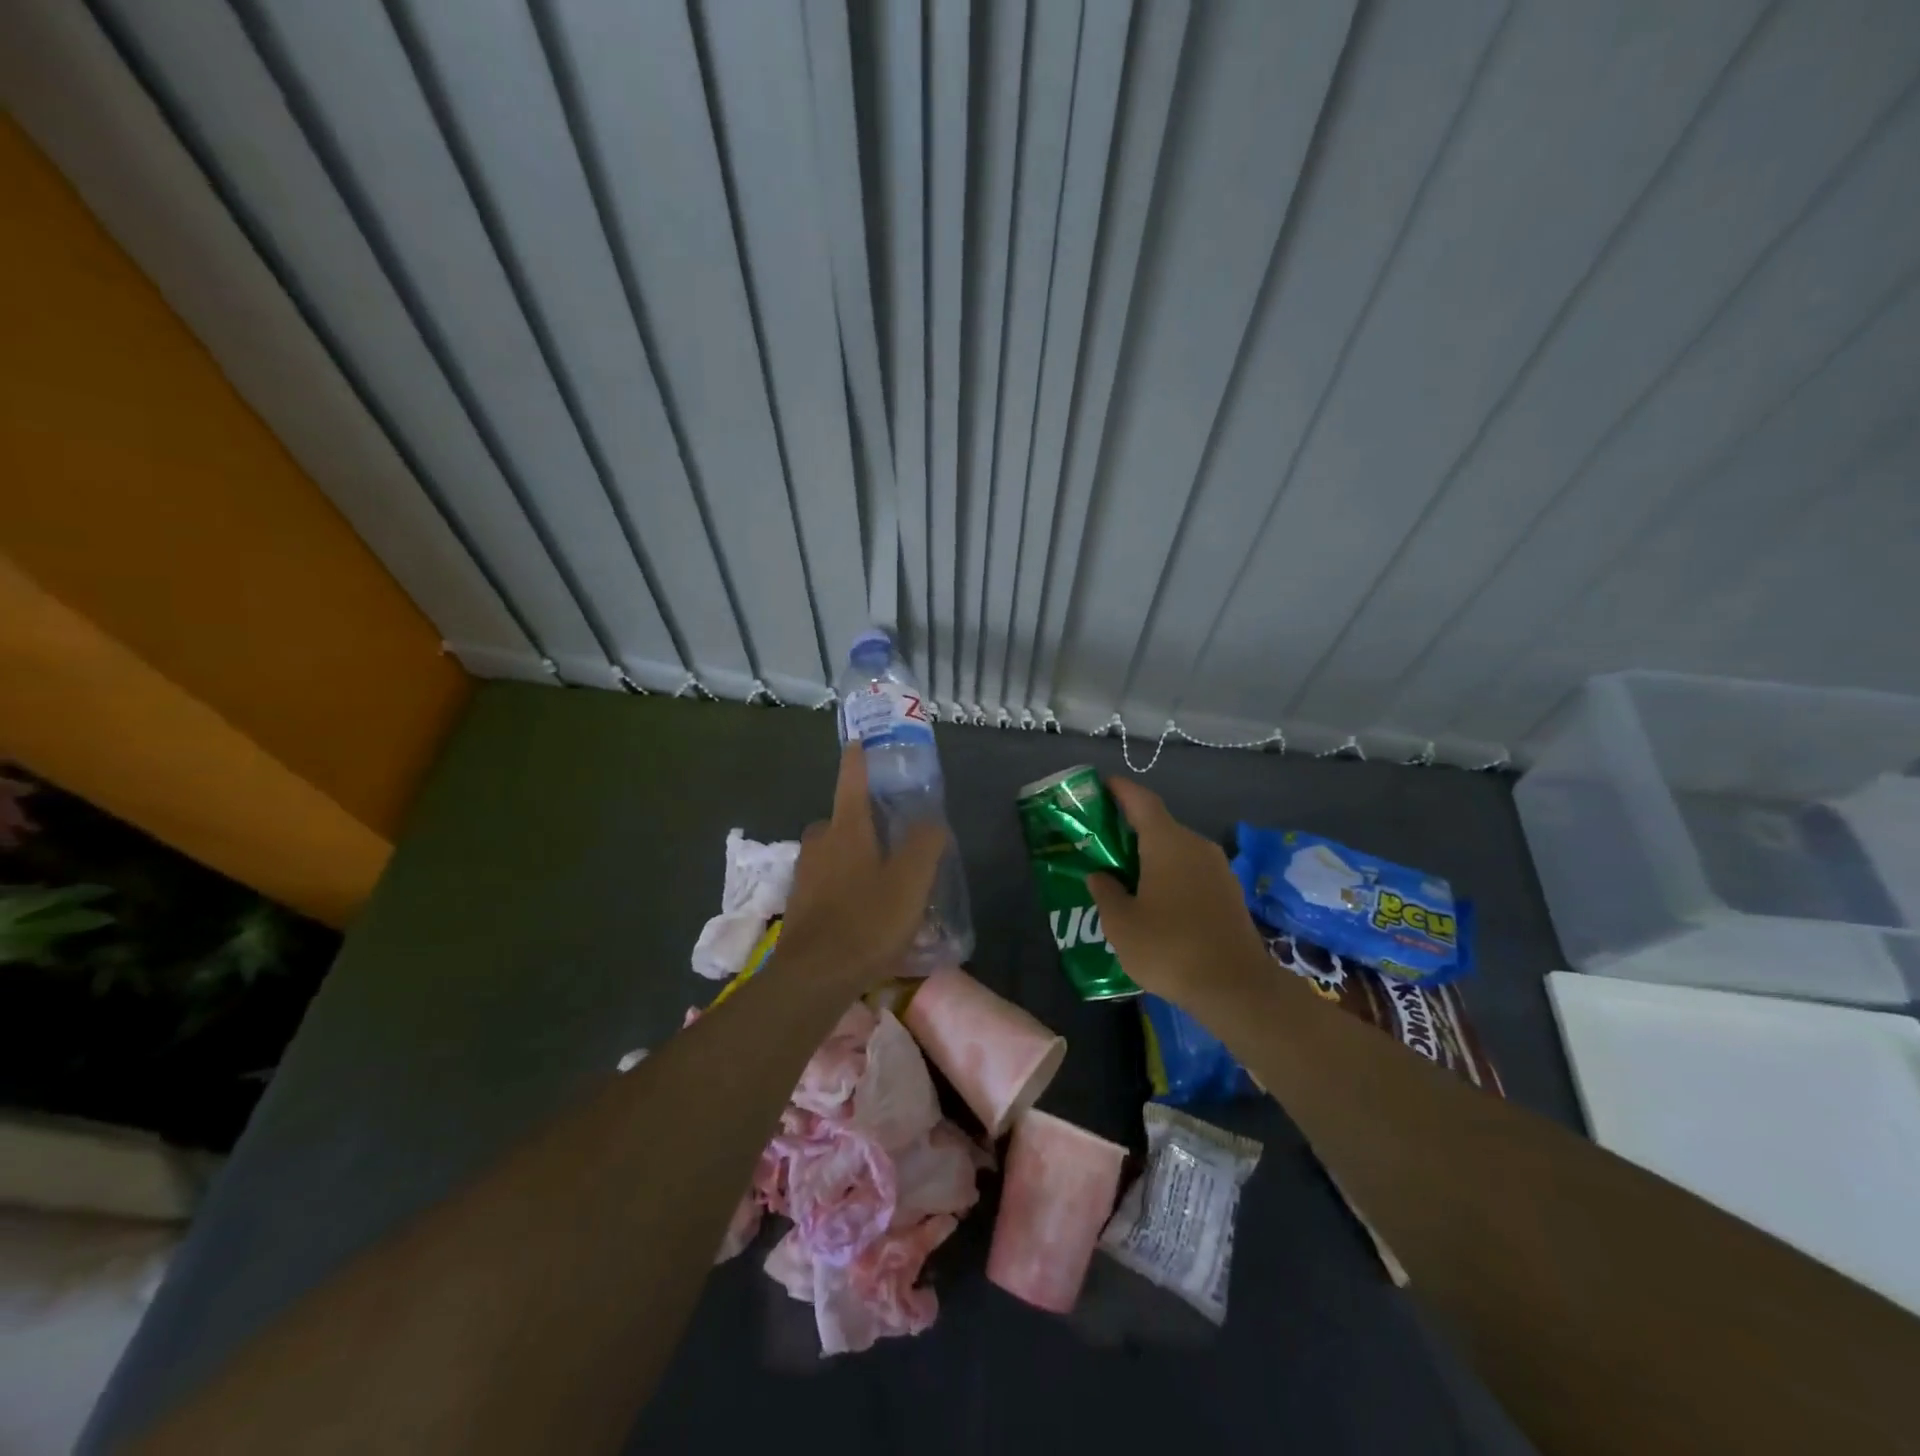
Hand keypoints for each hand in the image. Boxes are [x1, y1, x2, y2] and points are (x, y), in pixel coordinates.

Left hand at [779, 744, 948, 992]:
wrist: (815, 977)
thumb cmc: (867, 921)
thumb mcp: (911, 881)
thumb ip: (926, 844)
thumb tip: (930, 822)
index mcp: (846, 829)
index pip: (851, 781)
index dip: (857, 760)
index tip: (857, 741)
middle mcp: (820, 844)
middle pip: (839, 818)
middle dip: (858, 819)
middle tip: (886, 832)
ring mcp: (804, 875)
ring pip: (830, 851)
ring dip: (849, 853)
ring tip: (877, 873)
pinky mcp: (799, 904)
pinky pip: (824, 880)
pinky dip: (840, 882)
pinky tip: (860, 906)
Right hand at [1086, 778, 1269, 1007]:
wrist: (1237, 988)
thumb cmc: (1170, 948)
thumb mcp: (1121, 924)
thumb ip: (1105, 893)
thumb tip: (1100, 876)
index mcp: (1167, 842)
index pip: (1141, 801)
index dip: (1120, 790)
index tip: (1102, 785)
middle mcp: (1195, 845)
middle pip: (1159, 825)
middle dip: (1131, 829)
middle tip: (1103, 843)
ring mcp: (1218, 868)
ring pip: (1177, 850)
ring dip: (1151, 856)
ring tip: (1126, 875)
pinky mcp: (1229, 892)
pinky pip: (1192, 870)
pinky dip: (1171, 875)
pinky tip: (1157, 901)